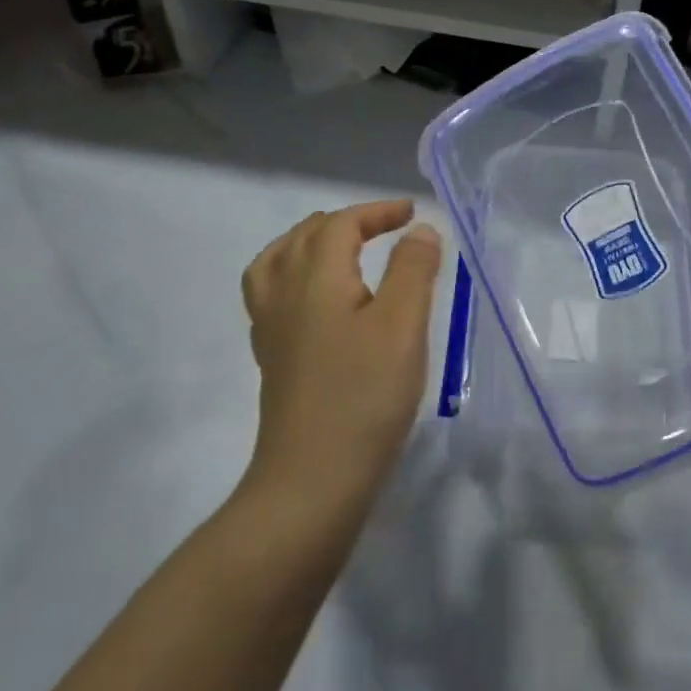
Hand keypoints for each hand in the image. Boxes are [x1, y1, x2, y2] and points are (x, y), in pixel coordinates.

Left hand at [239, 199, 441, 506]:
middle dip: (347, 222)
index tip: (413, 214)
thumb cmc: (364, 396)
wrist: (312, 480)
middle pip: (304, 237)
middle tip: (386, 228)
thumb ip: (412, 269)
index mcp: (315, 278)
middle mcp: (284, 294)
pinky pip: (273, 293)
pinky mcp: (273, 358)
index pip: (340, 224)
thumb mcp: (402, 325)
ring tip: (342, 249)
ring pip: (277, 262)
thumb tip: (419, 230)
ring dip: (311, 243)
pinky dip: (295, 274)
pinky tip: (322, 300)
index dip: (376, 211)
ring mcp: (272, 329)